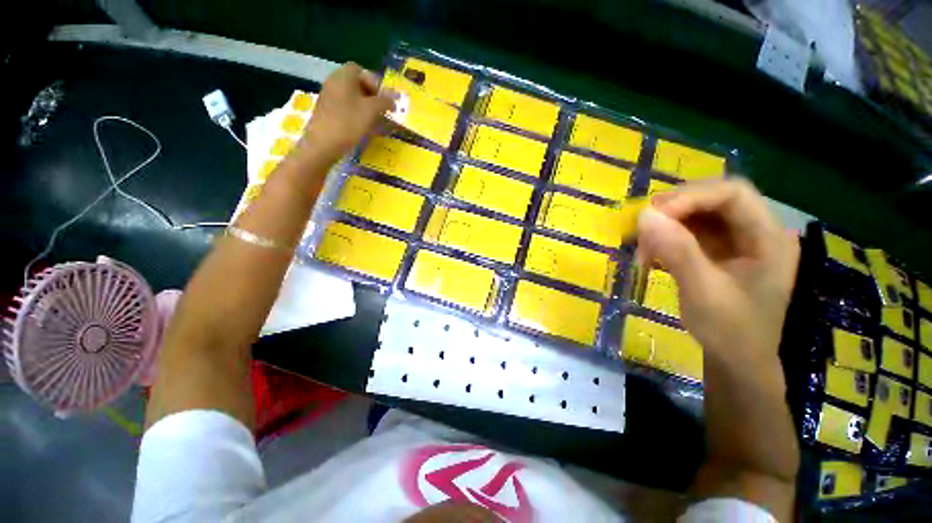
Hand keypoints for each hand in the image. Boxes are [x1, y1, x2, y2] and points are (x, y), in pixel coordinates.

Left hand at [300, 62, 394, 163]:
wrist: (323, 144)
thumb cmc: (349, 123)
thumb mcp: (371, 111)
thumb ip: (384, 101)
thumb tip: (395, 97)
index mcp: (343, 76)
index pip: (360, 70)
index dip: (374, 82)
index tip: (382, 99)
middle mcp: (334, 82)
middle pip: (355, 83)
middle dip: (371, 96)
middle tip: (380, 111)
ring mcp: (328, 97)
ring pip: (351, 96)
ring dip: (365, 106)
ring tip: (374, 121)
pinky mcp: (327, 111)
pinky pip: (345, 107)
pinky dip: (355, 113)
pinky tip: (362, 127)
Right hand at [636, 179, 798, 378]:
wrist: (737, 362)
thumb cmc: (730, 332)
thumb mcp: (703, 292)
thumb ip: (677, 251)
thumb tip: (644, 215)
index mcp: (769, 238)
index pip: (733, 194)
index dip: (691, 197)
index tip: (653, 217)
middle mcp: (757, 231)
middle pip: (714, 199)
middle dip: (675, 210)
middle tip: (643, 229)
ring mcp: (738, 241)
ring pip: (698, 214)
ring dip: (666, 225)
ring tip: (643, 248)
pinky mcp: (719, 251)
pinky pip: (690, 231)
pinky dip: (666, 238)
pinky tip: (651, 254)